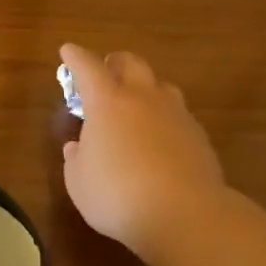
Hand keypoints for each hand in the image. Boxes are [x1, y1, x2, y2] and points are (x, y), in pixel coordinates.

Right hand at [59, 43, 227, 260]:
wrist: (185, 215)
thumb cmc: (117, 195)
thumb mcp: (78, 181)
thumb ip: (76, 158)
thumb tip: (79, 146)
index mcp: (107, 102)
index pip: (88, 67)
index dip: (75, 57)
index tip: (67, 51)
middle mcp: (143, 98)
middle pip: (131, 63)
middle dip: (114, 63)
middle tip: (104, 73)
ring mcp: (176, 114)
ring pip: (160, 85)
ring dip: (144, 87)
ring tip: (134, 105)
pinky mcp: (198, 135)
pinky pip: (177, 113)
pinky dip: (163, 117)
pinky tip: (158, 138)